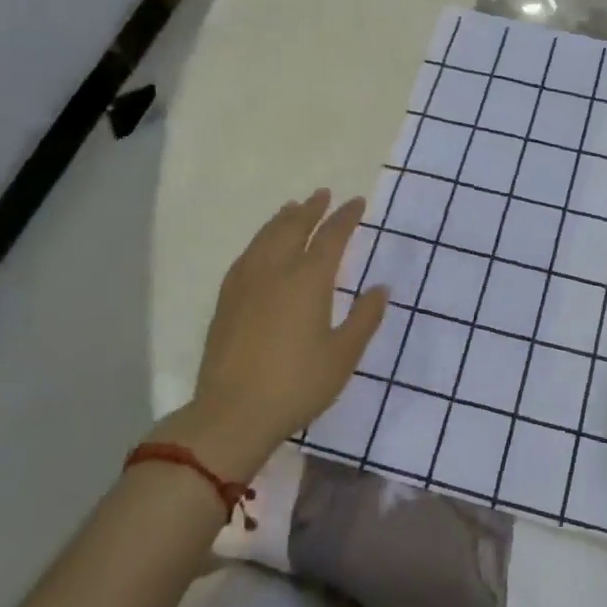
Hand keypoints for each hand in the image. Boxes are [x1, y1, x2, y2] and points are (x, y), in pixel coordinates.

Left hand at [150, 190, 387, 478]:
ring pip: (266, 237)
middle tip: (323, 195)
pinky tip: (261, 245)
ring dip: (283, 219)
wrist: (233, 412)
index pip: (332, 237)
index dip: (346, 218)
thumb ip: (364, 318)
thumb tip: (380, 289)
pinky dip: (260, 239)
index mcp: (309, 280)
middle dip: (312, 209)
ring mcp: (247, 282)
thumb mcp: (343, 355)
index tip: (356, 203)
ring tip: (293, 208)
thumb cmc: (297, 384)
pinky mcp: (227, 299)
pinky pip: (247, 254)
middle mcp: (276, 270)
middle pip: (294, 227)